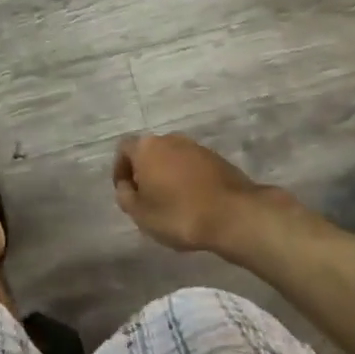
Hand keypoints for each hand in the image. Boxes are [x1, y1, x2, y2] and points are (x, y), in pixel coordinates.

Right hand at [112, 133, 281, 255]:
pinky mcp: (216, 158)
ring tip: (172, 203)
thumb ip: (125, 196)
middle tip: (147, 199)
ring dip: (167, 175)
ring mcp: (195, 146)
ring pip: (172, 158)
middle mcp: (169, 139)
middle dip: (145, 172)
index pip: (124, 149)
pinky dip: (187, 179)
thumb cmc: (179, 214)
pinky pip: (192, 166)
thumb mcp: (141, 214)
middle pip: (149, 152)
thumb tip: (125, 185)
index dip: (120, 170)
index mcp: (147, 147)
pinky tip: (193, 202)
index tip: (126, 192)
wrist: (234, 214)